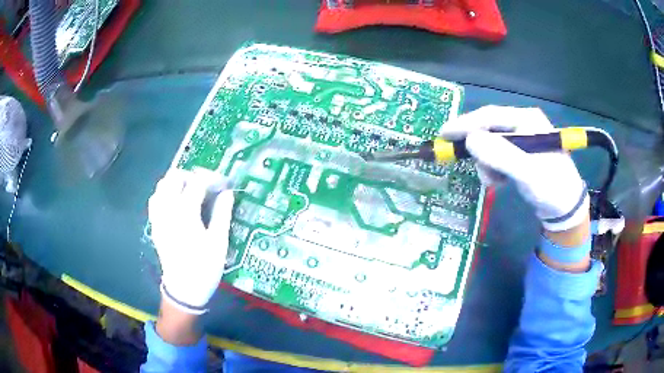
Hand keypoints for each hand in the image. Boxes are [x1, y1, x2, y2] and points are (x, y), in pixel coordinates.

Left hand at [148, 169, 233, 314]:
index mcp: (185, 213)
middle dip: (191, 176)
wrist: (184, 289)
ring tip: (189, 191)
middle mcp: (168, 210)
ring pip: (161, 186)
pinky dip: (164, 193)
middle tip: (205, 186)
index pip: (197, 182)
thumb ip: (222, 213)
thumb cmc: (204, 267)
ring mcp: (158, 217)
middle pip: (174, 177)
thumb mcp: (219, 242)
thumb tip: (227, 193)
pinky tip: (174, 202)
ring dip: (176, 182)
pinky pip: (155, 199)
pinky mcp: (155, 225)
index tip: (222, 184)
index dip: (211, 178)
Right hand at [441, 105, 588, 232]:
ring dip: (487, 163)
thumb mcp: (528, 173)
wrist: (566, 209)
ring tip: (495, 182)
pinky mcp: (519, 153)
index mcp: (527, 120)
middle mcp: (523, 124)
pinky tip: (500, 181)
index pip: (490, 116)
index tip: (444, 134)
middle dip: (479, 150)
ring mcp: (521, 138)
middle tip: (470, 166)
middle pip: (489, 129)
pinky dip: (493, 169)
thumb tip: (469, 140)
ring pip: (490, 144)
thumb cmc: (552, 188)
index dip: (465, 124)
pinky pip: (497, 156)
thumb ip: (501, 155)